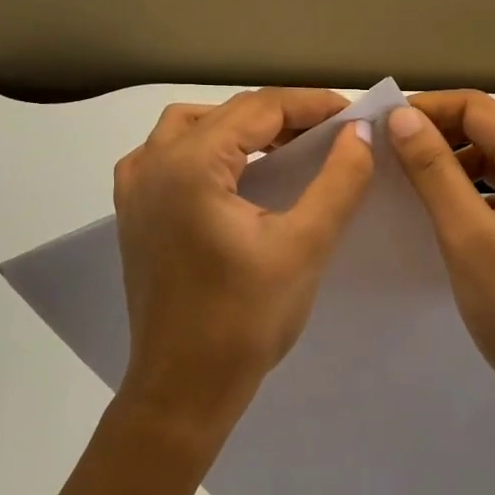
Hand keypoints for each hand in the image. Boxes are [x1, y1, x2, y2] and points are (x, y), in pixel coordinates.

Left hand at [113, 88, 373, 443]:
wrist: (181, 390)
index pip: (258, 108)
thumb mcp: (304, 247)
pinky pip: (170, 154)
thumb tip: (361, 132)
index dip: (310, 104)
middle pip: (225, 114)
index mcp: (189, 165)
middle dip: (279, 115)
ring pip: (193, 126)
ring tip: (286, 144)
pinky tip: (235, 169)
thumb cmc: (243, 321)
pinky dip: (207, 147)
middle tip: (328, 131)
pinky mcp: (133, 210)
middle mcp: (152, 162)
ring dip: (240, 127)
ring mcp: (135, 186)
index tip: (352, 113)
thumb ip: (339, 181)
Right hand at [387, 91, 494, 422]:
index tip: (377, 127)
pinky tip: (434, 206)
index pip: (476, 107)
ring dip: (446, 159)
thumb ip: (434, 171)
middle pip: (485, 127)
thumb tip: (400, 116)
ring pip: (489, 156)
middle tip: (381, 152)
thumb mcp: (469, 238)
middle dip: (433, 132)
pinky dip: (463, 186)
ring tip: (400, 176)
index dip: (425, 109)